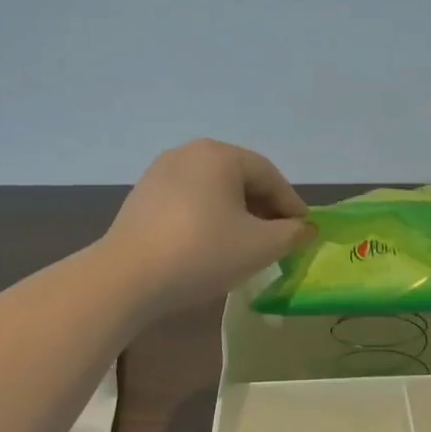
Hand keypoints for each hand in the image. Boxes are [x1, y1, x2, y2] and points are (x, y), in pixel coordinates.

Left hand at [103, 140, 314, 316]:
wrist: (126, 278)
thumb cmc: (202, 253)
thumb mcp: (260, 247)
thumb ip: (291, 234)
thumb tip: (304, 228)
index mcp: (221, 155)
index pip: (269, 175)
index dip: (291, 204)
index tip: (304, 231)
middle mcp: (190, 152)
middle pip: (240, 178)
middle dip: (263, 208)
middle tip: (278, 238)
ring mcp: (161, 172)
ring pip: (213, 190)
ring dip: (236, 213)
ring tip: (246, 244)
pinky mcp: (142, 196)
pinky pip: (189, 200)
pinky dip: (207, 217)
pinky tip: (210, 245)